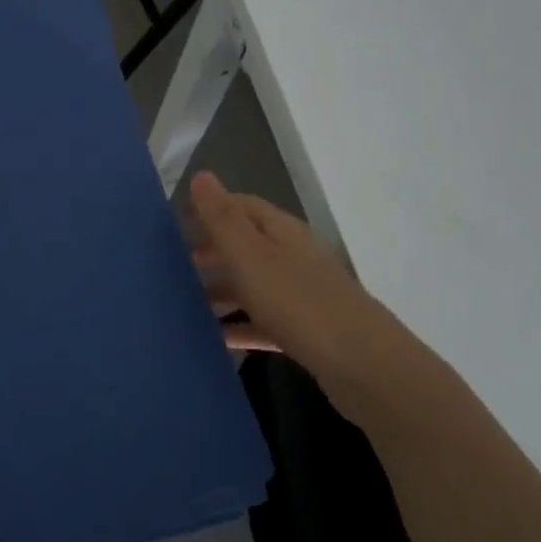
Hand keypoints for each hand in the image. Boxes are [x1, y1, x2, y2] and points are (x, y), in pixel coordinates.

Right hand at [191, 172, 426, 409]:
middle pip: (247, 245)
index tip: (175, 222)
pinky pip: (264, 322)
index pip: (242, 206)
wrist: (364, 366)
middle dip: (212, 251)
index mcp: (282, 232)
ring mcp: (303, 295)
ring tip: (187, 305)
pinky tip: (217, 339)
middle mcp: (294, 257)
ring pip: (254, 284)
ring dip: (222, 291)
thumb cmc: (299, 303)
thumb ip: (222, 218)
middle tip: (177, 265)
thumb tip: (201, 175)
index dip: (211, 208)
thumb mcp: (250, 256)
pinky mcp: (307, 331)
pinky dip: (240, 326)